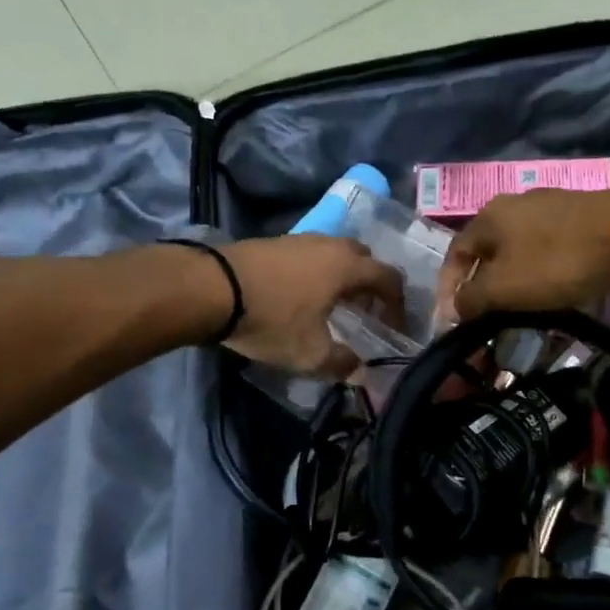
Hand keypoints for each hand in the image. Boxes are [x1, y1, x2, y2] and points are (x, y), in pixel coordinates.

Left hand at [221, 235, 403, 375]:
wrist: (212, 287)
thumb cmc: (271, 319)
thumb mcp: (310, 353)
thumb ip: (341, 364)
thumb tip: (360, 371)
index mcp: (347, 267)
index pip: (389, 278)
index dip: (398, 304)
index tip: (394, 327)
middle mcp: (330, 245)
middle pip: (364, 258)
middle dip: (371, 284)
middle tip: (365, 312)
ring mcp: (300, 239)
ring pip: (334, 253)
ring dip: (342, 276)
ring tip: (332, 304)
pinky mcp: (274, 242)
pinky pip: (309, 254)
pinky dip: (317, 272)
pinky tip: (301, 295)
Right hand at [440, 187, 609, 321]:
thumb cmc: (556, 261)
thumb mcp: (504, 288)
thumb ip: (471, 299)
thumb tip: (453, 308)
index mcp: (487, 217)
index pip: (454, 255)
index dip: (447, 289)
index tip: (450, 322)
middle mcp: (512, 205)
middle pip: (486, 253)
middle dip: (481, 288)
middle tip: (484, 320)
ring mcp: (547, 208)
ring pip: (516, 252)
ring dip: (511, 283)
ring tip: (516, 313)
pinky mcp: (576, 218)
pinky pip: (545, 251)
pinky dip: (538, 274)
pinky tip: (551, 293)